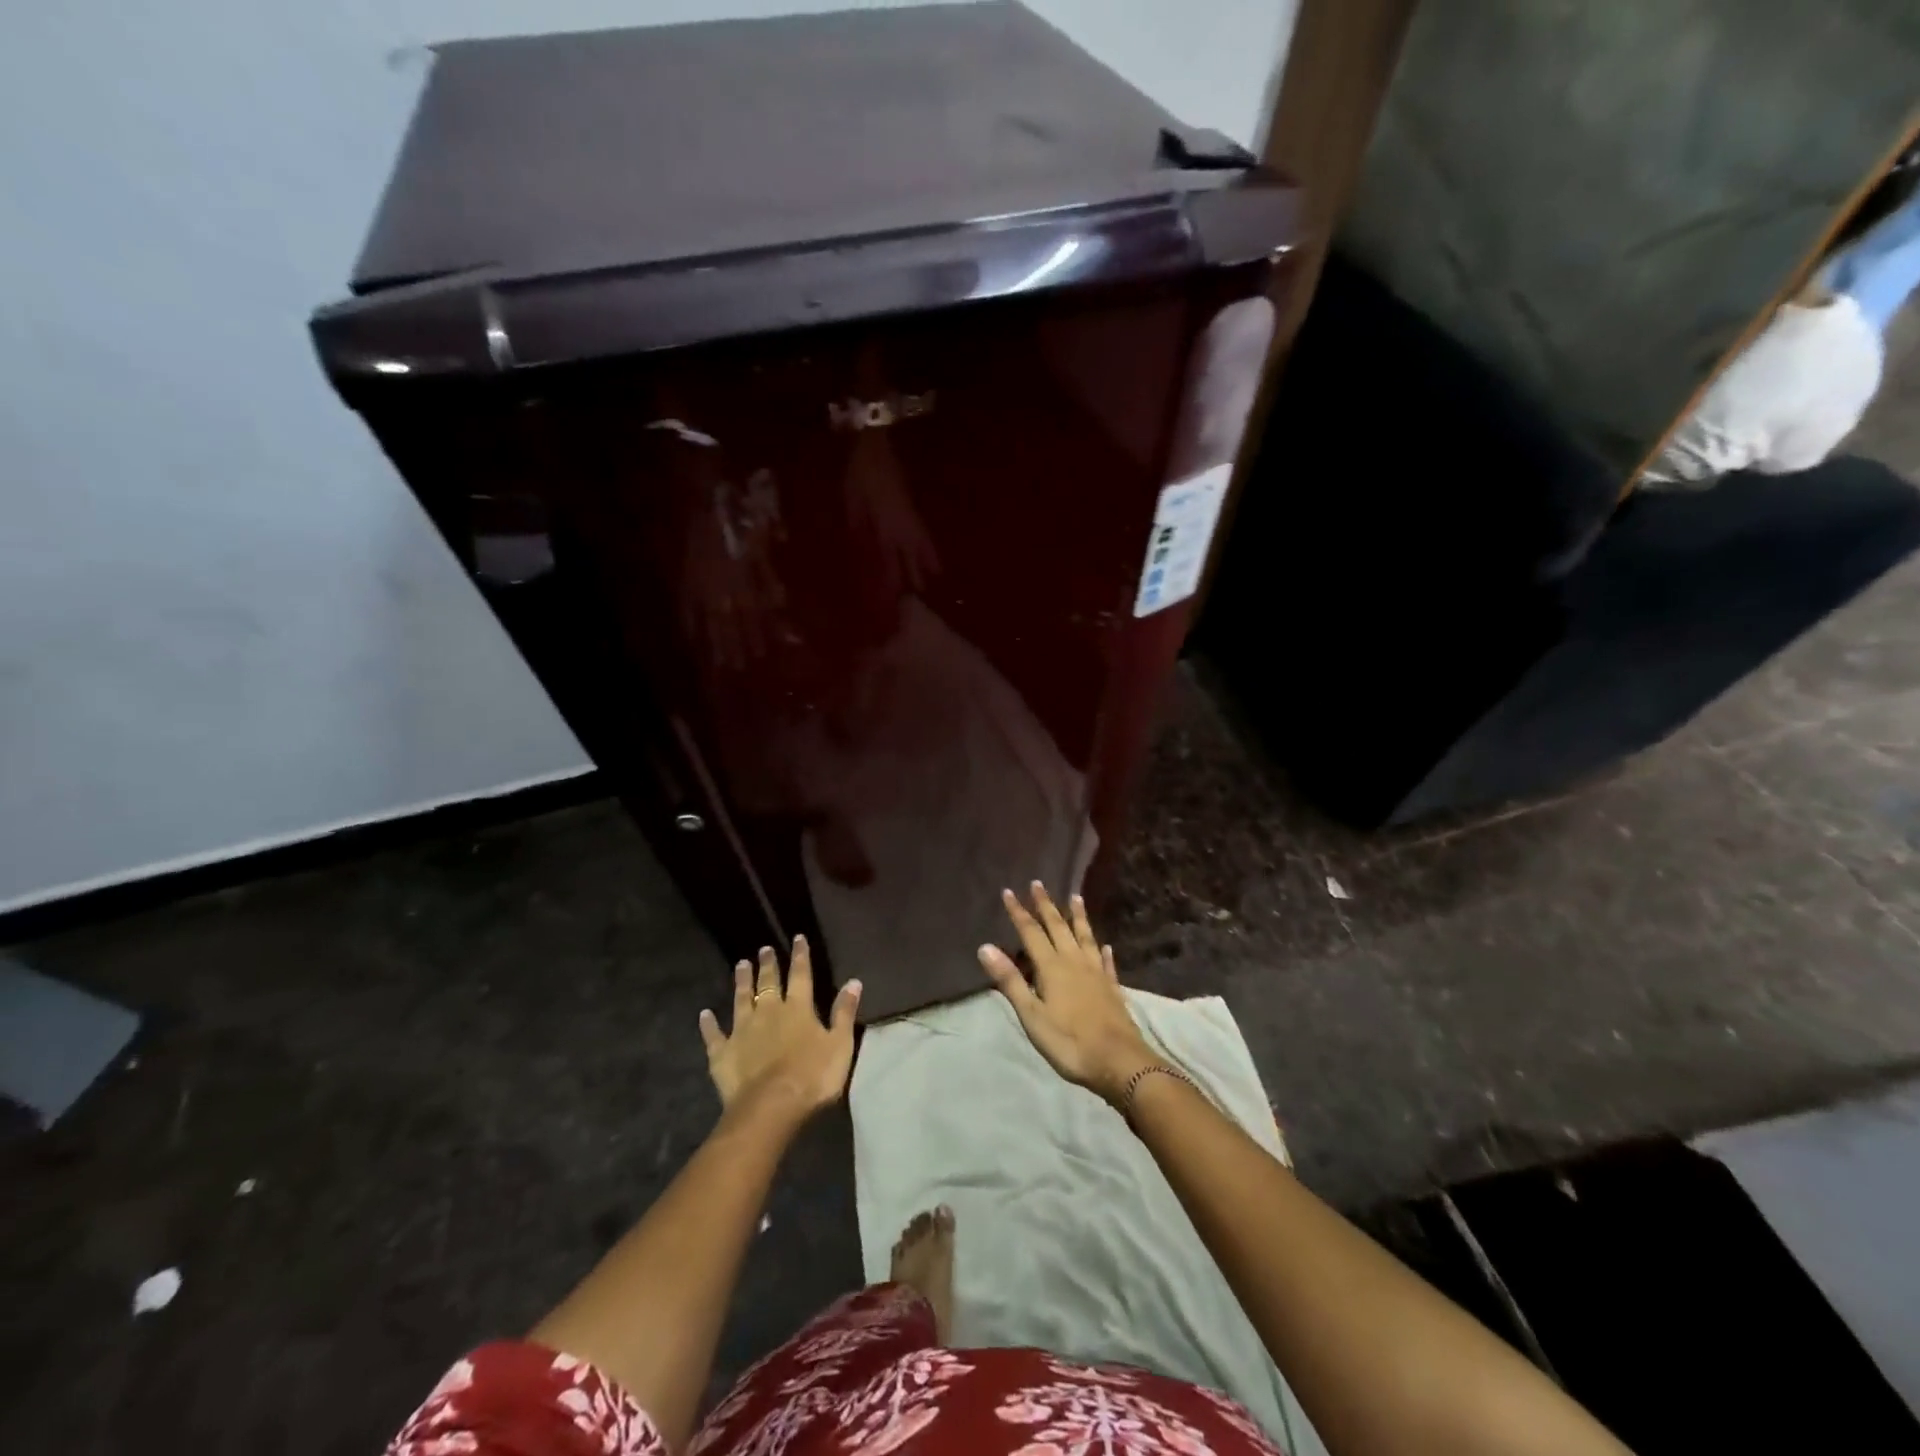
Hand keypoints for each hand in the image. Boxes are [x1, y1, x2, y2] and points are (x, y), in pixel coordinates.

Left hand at [700, 937, 860, 1121]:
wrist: (771, 1107)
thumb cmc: (813, 1076)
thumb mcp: (840, 1044)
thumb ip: (844, 1013)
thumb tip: (854, 981)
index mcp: (798, 1009)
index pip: (801, 975)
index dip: (800, 956)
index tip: (797, 938)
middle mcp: (769, 1012)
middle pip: (768, 983)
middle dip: (768, 964)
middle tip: (763, 948)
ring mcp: (742, 1031)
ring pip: (741, 1000)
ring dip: (741, 982)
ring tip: (740, 964)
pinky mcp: (723, 1053)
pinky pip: (714, 1035)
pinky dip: (709, 1024)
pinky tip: (704, 1014)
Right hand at [978, 884, 1157, 1105]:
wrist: (1119, 1062)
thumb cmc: (1069, 1042)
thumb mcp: (1032, 1015)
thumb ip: (1011, 981)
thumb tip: (986, 947)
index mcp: (1052, 967)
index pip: (1031, 932)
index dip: (1019, 912)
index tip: (1009, 891)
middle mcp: (1075, 962)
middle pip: (1058, 927)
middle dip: (1046, 906)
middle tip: (1038, 884)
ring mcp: (1097, 973)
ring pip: (1085, 937)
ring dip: (1078, 917)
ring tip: (1075, 898)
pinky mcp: (1112, 988)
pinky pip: (1106, 962)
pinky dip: (1103, 951)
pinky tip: (1105, 945)